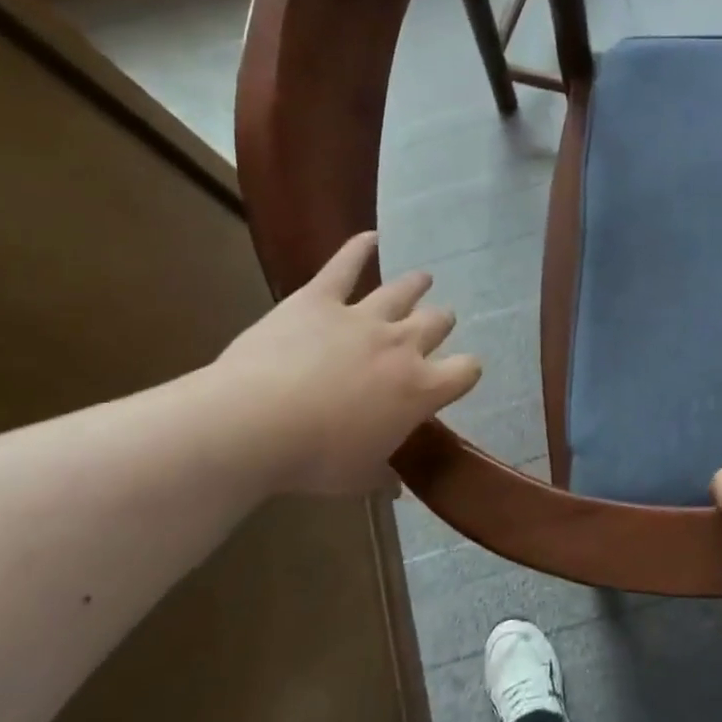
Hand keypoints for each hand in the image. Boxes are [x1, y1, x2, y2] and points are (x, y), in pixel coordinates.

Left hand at [208, 232, 481, 493]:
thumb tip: (396, 486)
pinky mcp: (319, 299)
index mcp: (420, 389)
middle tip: (438, 323)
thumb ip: (383, 476)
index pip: (466, 370)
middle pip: (437, 323)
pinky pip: (343, 265)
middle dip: (441, 322)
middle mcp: (402, 346)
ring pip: (402, 291)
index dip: (467, 370)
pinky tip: (369, 235)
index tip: (461, 373)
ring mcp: (362, 317)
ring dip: (416, 284)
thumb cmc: (314, 460)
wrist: (253, 425)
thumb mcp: (357, 478)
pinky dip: (357, 248)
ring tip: (424, 278)